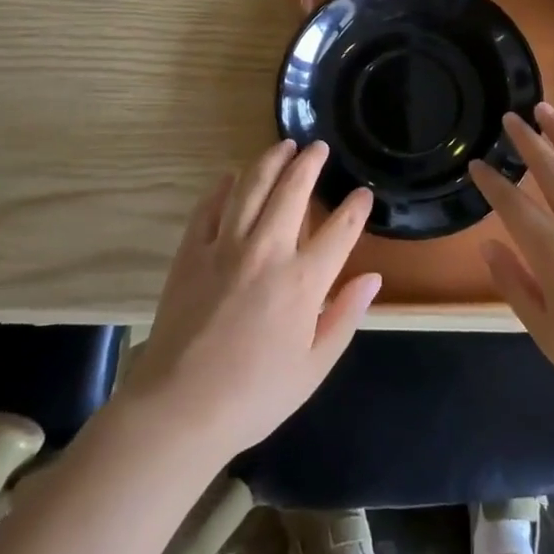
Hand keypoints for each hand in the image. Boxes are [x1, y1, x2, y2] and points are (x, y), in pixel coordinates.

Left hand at [119, 140, 382, 459]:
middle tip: (319, 148)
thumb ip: (345, 317)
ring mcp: (225, 247)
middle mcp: (267, 252)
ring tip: (283, 145)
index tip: (362, 194)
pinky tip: (231, 176)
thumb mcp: (314, 367)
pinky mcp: (192, 252)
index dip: (355, 208)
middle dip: (310, 164)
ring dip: (270, 161)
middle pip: (293, 192)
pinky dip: (222, 187)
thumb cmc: (255, 395)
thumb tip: (373, 278)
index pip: (340, 231)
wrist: (180, 408)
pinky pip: (209, 207)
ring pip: (252, 187)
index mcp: (303, 282)